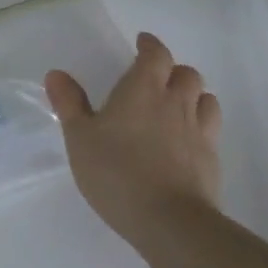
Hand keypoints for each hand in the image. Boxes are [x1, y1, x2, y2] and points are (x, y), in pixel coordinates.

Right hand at [44, 33, 221, 247]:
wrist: (170, 222)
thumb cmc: (117, 172)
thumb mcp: (80, 138)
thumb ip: (69, 104)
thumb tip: (56, 74)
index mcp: (144, 88)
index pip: (156, 54)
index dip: (150, 46)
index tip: (142, 44)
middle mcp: (176, 102)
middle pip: (186, 73)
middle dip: (173, 71)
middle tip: (157, 80)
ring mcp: (198, 131)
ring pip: (205, 99)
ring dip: (193, 95)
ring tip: (178, 106)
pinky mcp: (211, 160)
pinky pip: (211, 130)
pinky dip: (201, 126)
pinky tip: (187, 142)